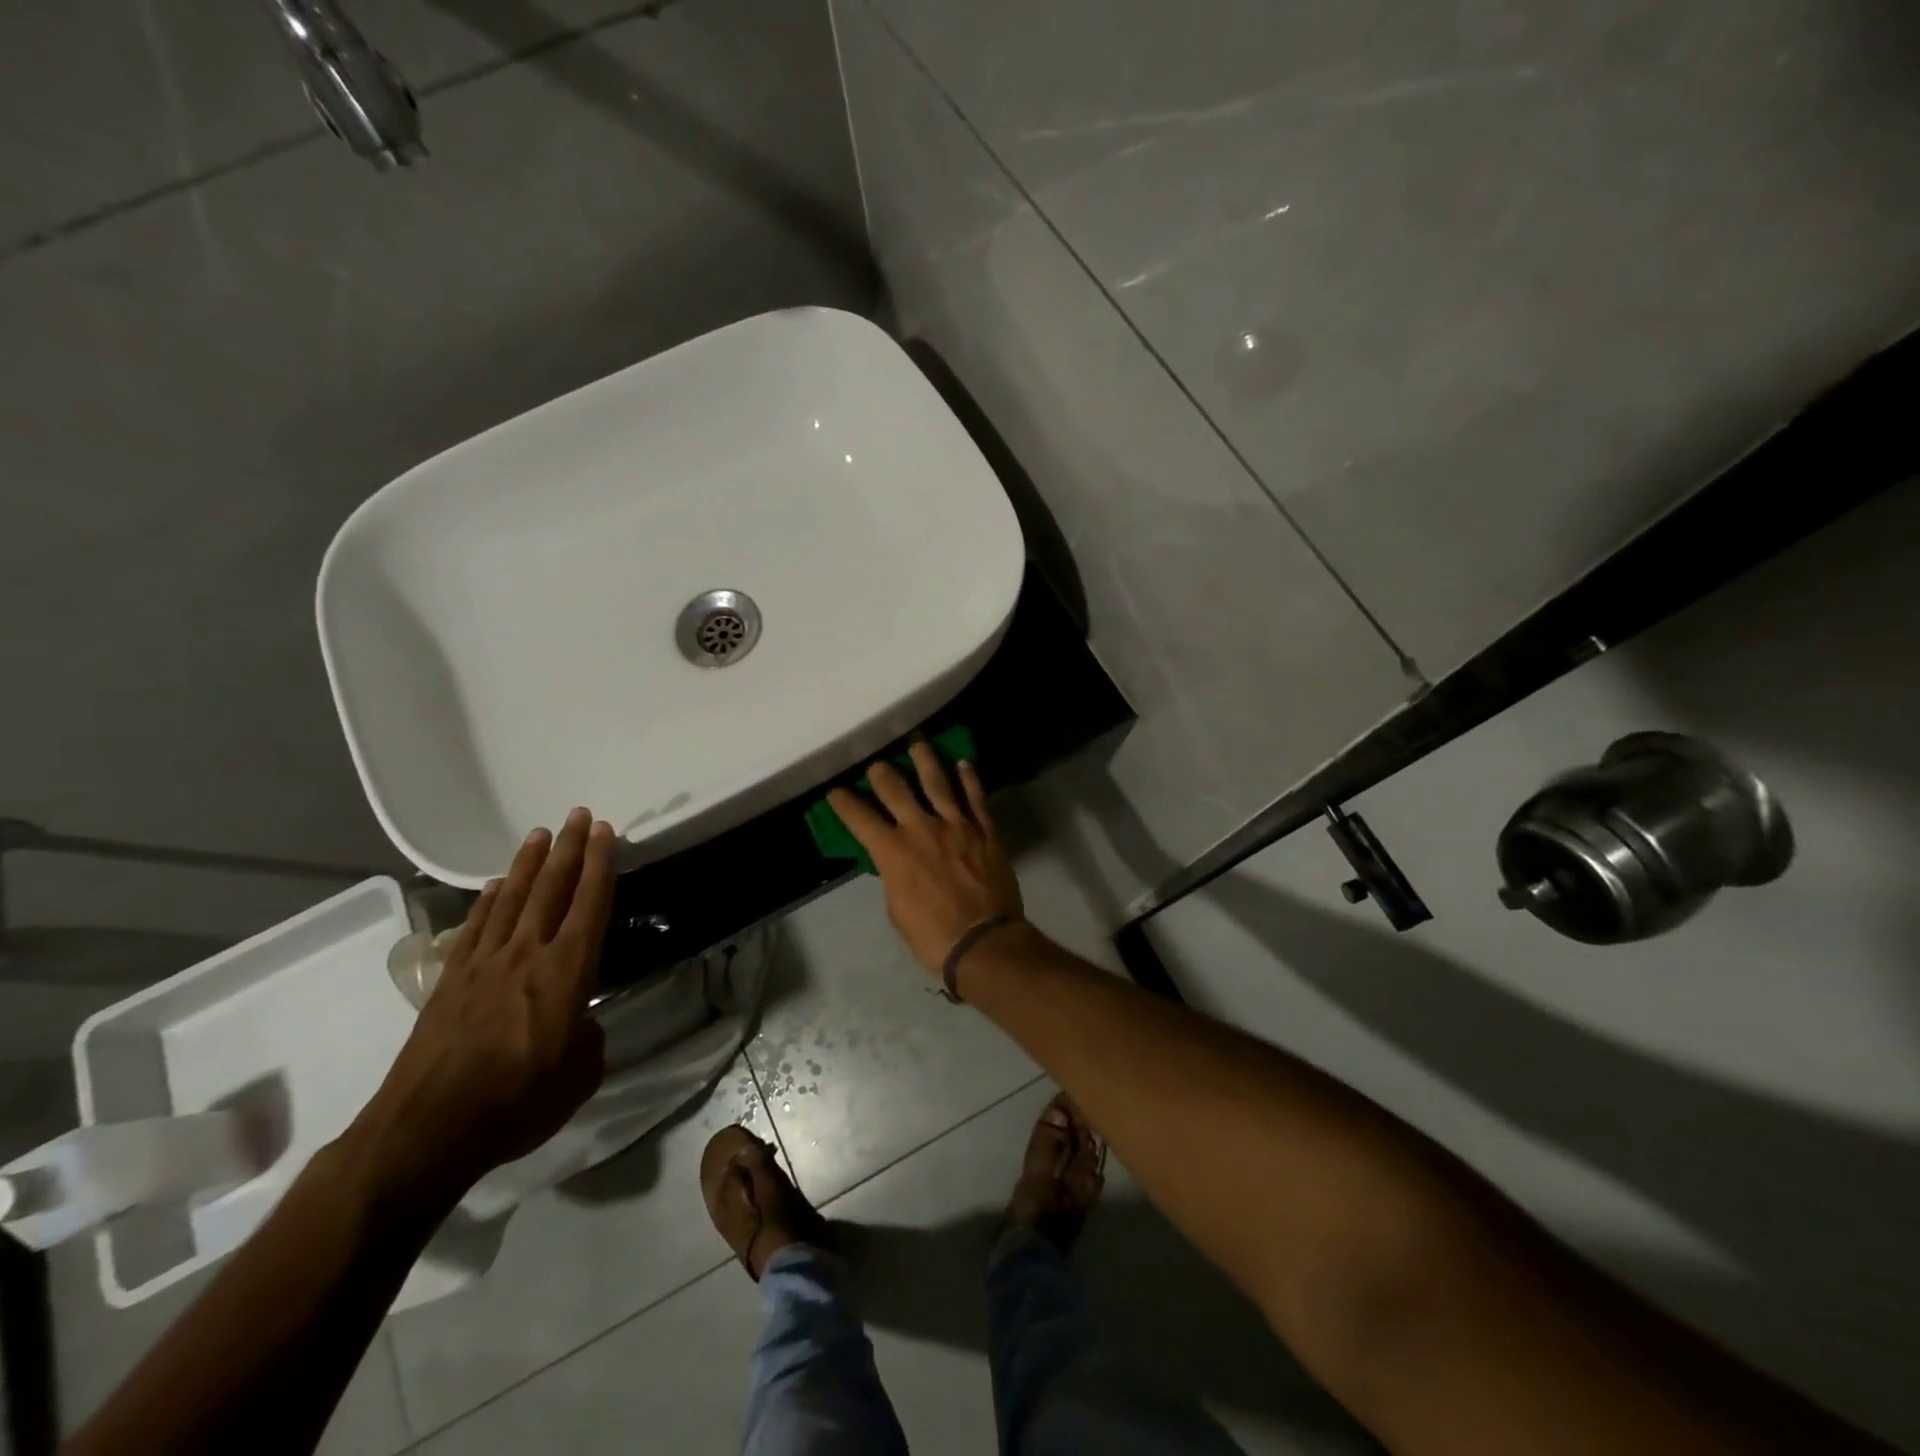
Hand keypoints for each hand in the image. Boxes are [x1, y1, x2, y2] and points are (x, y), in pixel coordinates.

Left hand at [350, 808, 614, 1207]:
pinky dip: (489, 900)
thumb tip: (580, 1025)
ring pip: (513, 898)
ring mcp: (484, 964)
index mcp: (568, 970)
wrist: (427, 1130)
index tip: (607, 831)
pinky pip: (476, 927)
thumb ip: (589, 1039)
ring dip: (529, 864)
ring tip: (540, 834)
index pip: (591, 903)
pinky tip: (497, 884)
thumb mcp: (580, 1075)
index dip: (601, 864)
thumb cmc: (518, 1101)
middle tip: (579, 815)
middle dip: (569, 848)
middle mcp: (528, 953)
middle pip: (552, 888)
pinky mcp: (451, 981)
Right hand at [829, 743, 1023, 975]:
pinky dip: (969, 779)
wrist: (983, 940)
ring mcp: (956, 825)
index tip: (836, 791)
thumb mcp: (897, 909)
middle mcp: (922, 829)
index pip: (861, 819)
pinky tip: (963, 764)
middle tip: (876, 763)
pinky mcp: (984, 831)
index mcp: (893, 851)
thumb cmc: (932, 935)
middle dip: (882, 774)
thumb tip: (896, 862)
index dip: (845, 803)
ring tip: (917, 743)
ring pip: (938, 783)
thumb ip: (894, 876)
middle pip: (897, 790)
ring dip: (925, 761)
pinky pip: (976, 798)